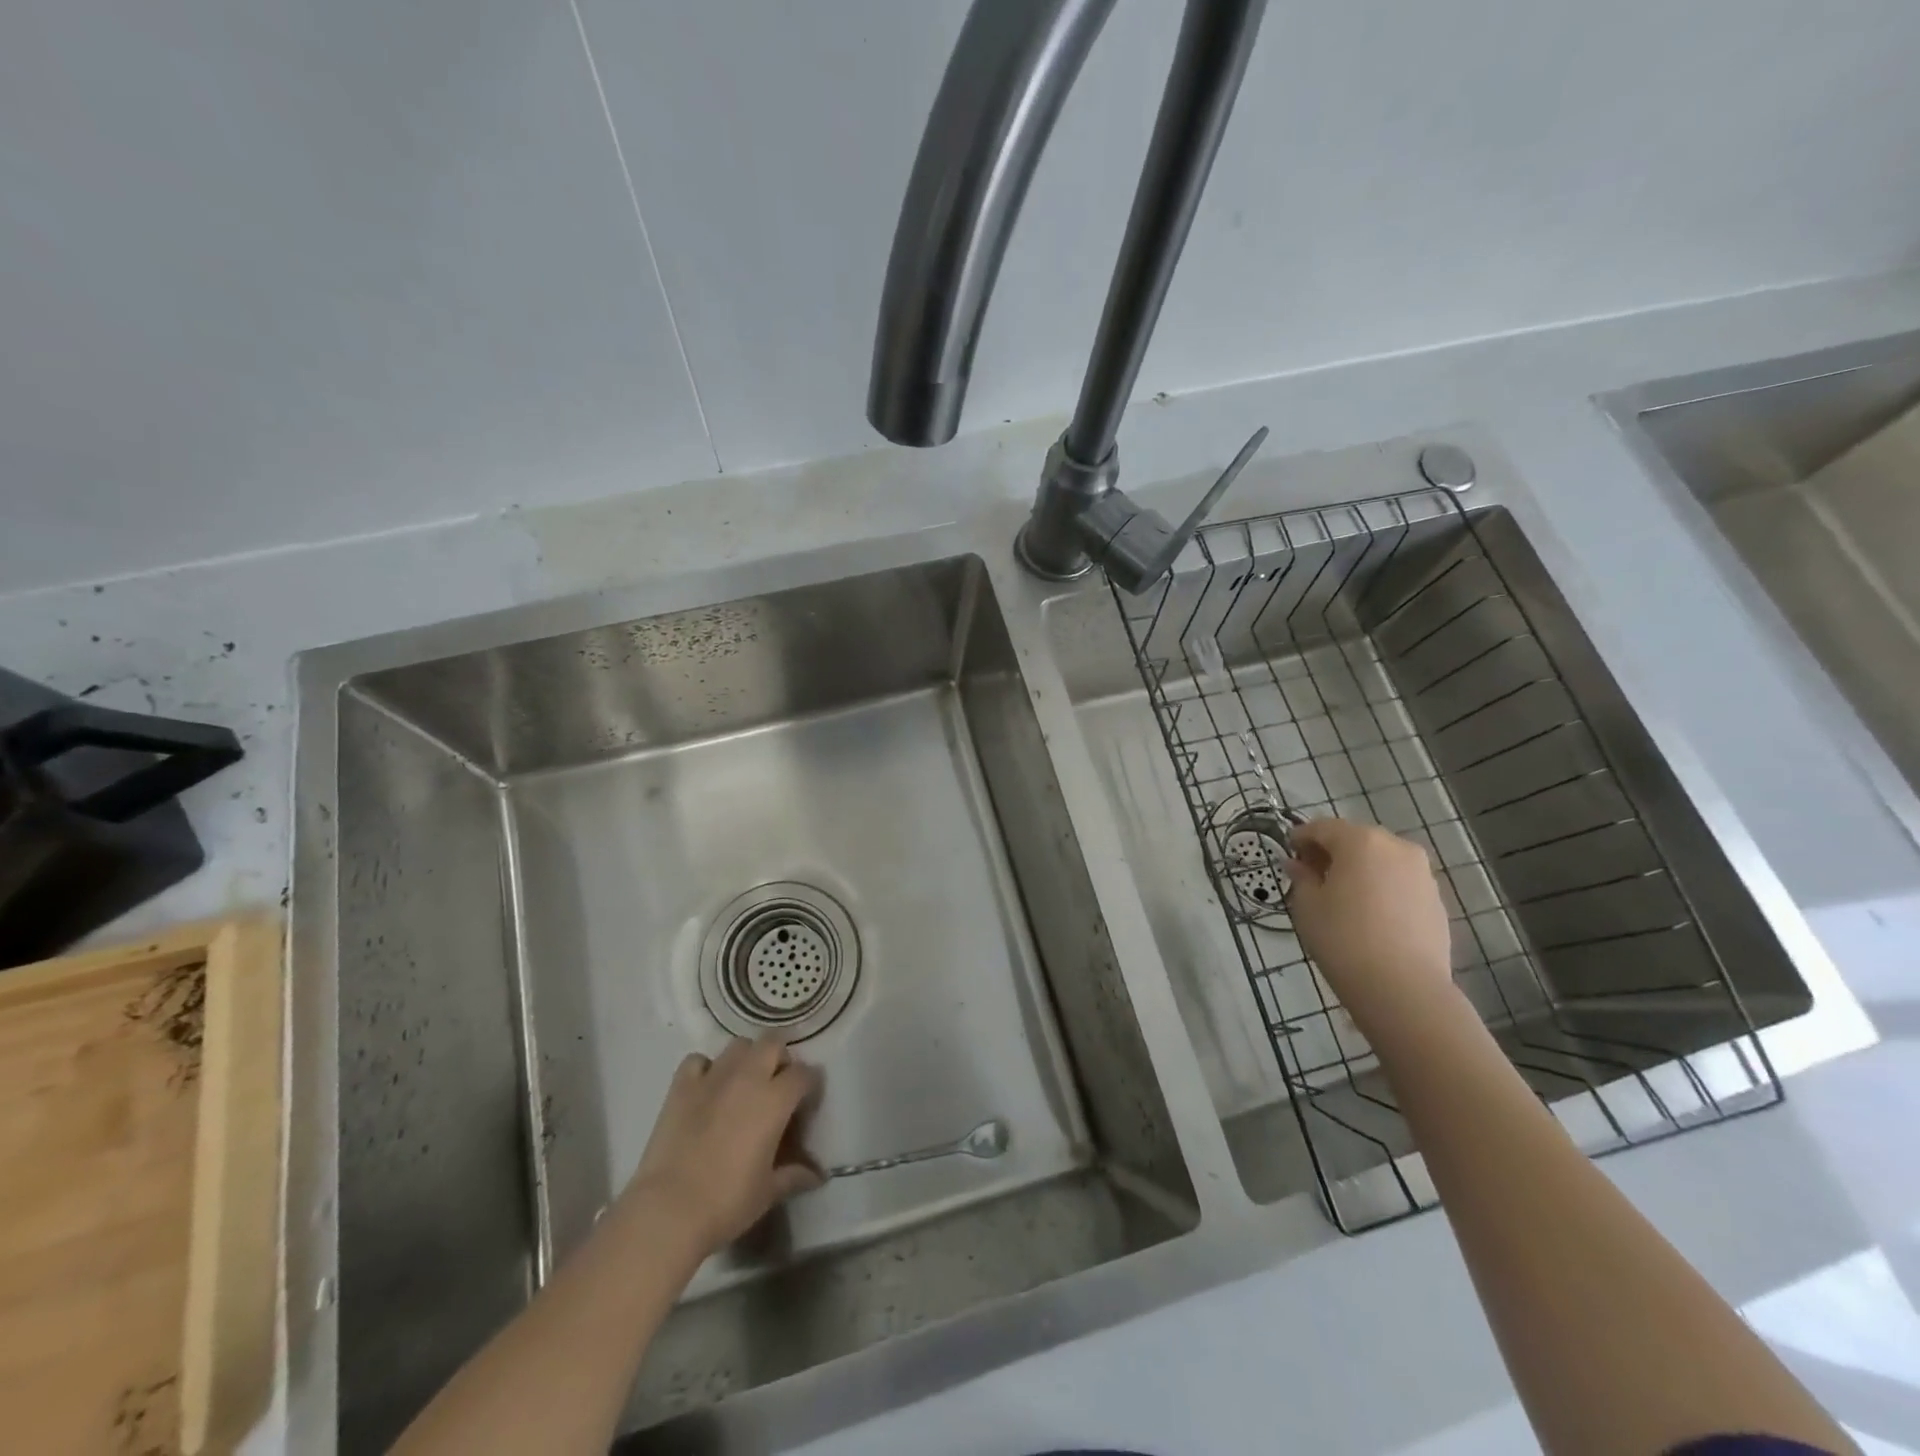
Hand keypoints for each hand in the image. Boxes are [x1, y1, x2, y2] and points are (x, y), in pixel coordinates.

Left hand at [627, 1036, 823, 1256]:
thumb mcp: (768, 1192)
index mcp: (775, 1099)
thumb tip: (818, 1175)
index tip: (806, 1103)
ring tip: (743, 1083)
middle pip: (773, 1043)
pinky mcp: (681, 1086)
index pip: (804, 1074)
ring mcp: (712, 1077)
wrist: (668, 1210)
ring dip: (746, 1058)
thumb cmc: (727, 1202)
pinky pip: (698, 1060)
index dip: (810, 1084)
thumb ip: (795, 1175)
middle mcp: (747, 1077)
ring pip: (738, 1045)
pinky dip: (706, 1068)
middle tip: (776, 1085)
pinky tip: (706, 1088)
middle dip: (779, 1058)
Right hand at [1285, 817, 1453, 1036]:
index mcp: (1360, 841)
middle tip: (1312, 874)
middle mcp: (1396, 847)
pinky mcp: (1436, 900)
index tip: (1289, 853)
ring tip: (1341, 896)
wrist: (1403, 988)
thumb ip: (1302, 877)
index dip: (1301, 837)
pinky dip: (1381, 887)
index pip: (1323, 827)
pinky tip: (1368, 914)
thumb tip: (1298, 864)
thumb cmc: (1343, 938)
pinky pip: (1399, 882)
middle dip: (1332, 851)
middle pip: (1356, 839)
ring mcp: (1422, 873)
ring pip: (1381, 860)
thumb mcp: (1307, 905)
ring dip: (1359, 869)